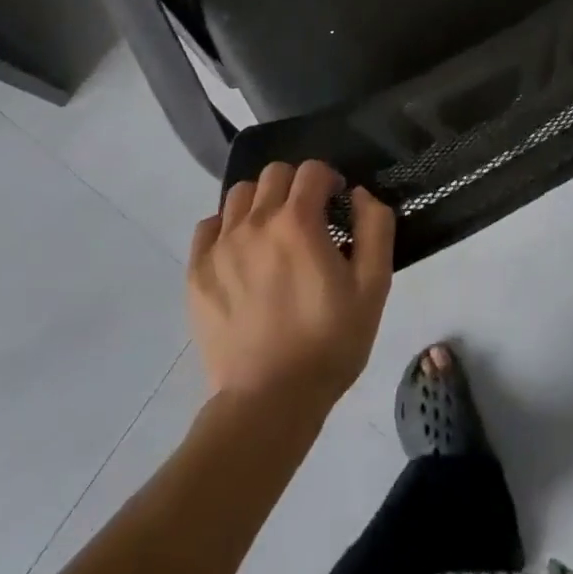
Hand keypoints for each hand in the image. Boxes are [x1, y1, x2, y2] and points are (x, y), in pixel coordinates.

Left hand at [188, 161, 394, 414]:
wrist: (270, 403)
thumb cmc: (329, 343)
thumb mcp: (373, 287)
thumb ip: (375, 228)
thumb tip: (359, 194)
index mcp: (298, 221)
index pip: (312, 170)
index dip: (329, 179)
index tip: (336, 204)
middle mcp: (256, 222)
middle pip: (274, 174)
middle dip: (295, 186)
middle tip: (306, 218)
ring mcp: (221, 246)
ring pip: (239, 195)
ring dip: (261, 202)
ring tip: (271, 233)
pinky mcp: (197, 272)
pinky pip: (208, 226)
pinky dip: (226, 228)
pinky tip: (241, 252)